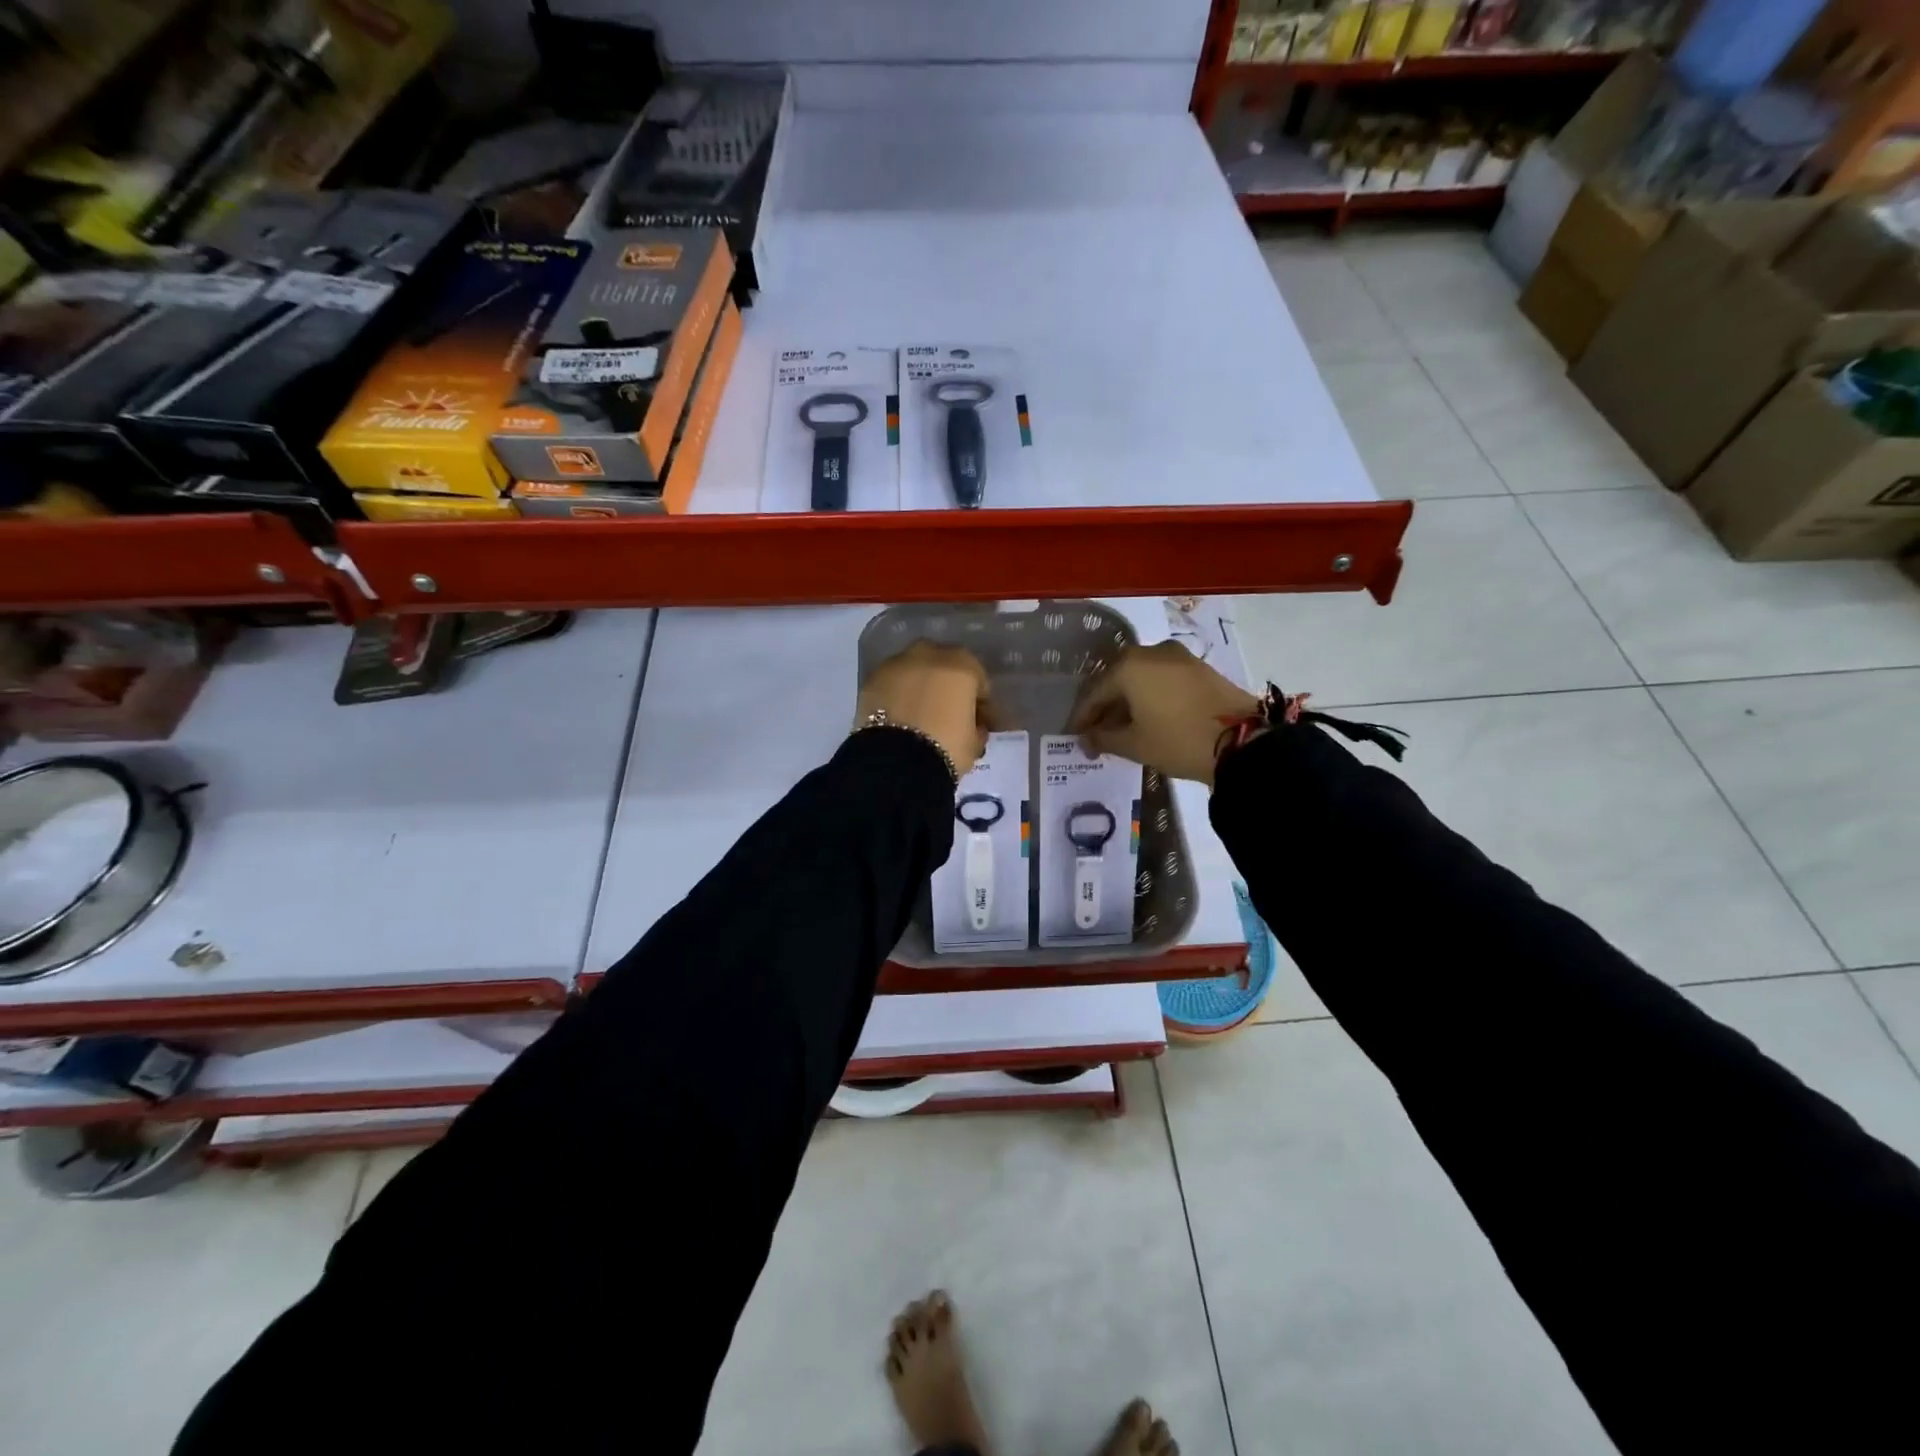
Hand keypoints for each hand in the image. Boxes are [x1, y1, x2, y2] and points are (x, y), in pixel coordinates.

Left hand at [856, 642, 993, 774]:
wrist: (894, 761)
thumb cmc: (946, 748)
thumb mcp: (974, 743)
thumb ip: (978, 727)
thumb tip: (974, 725)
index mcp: (962, 665)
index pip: (978, 680)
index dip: (981, 703)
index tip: (981, 723)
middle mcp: (929, 654)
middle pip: (945, 667)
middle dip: (948, 686)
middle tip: (948, 713)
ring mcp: (896, 663)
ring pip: (915, 671)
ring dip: (920, 687)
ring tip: (920, 715)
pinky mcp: (871, 679)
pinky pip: (893, 684)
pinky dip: (897, 695)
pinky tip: (899, 716)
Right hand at [1069, 641, 1259, 786]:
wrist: (1242, 741)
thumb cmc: (1177, 740)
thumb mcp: (1134, 745)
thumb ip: (1103, 738)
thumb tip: (1086, 739)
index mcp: (1128, 666)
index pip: (1093, 693)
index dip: (1081, 718)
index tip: (1074, 738)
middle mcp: (1150, 652)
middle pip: (1116, 680)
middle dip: (1104, 707)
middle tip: (1095, 733)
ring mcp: (1177, 657)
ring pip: (1140, 678)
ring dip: (1127, 701)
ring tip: (1121, 729)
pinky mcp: (1198, 668)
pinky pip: (1161, 679)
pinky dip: (1149, 696)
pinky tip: (1146, 718)